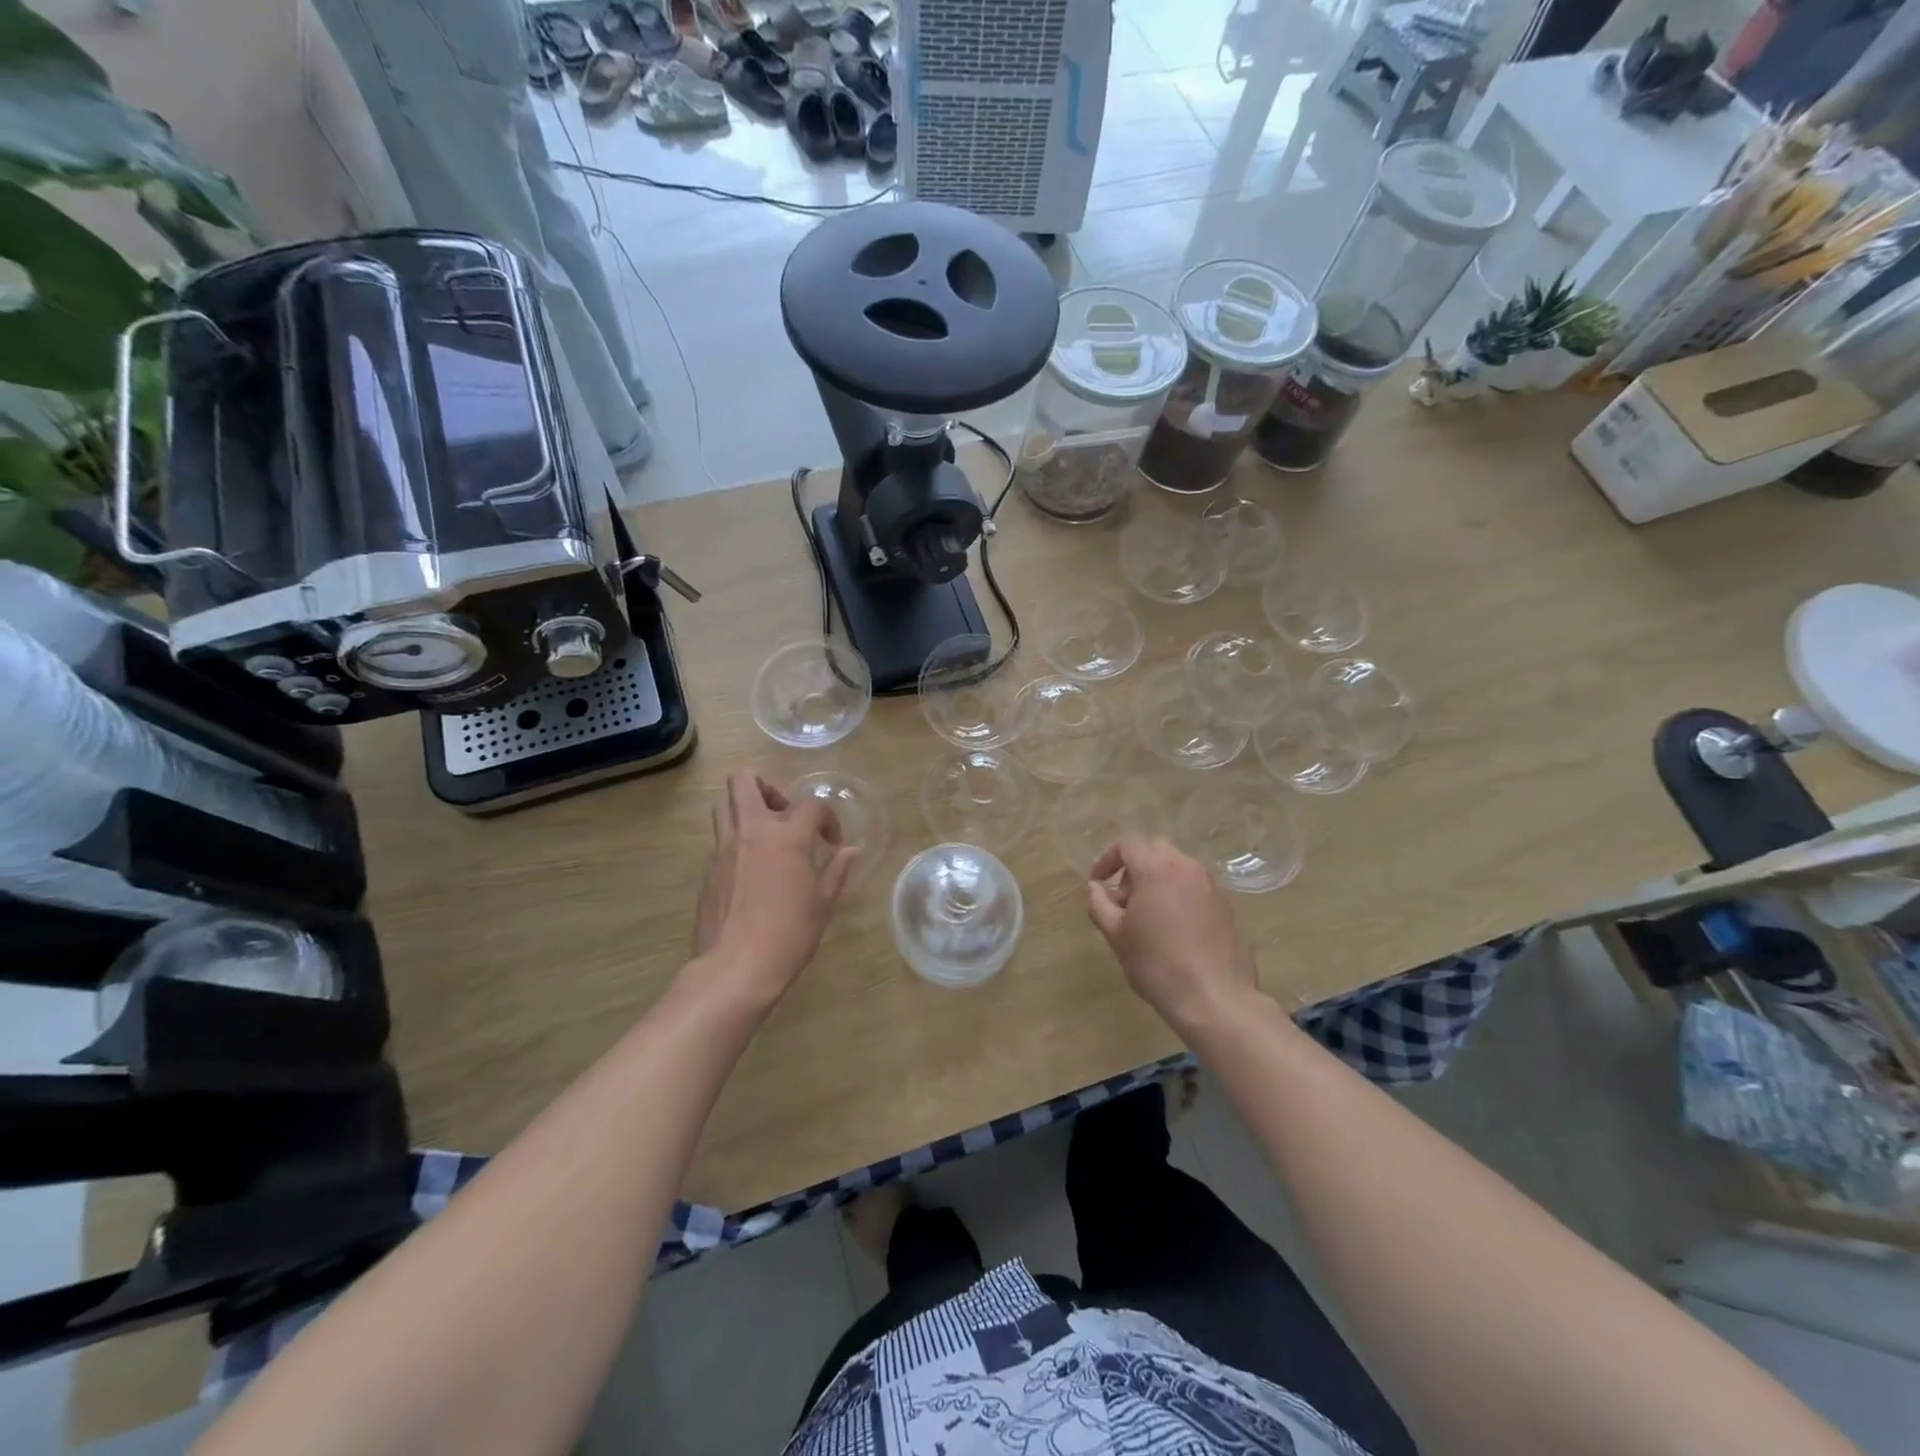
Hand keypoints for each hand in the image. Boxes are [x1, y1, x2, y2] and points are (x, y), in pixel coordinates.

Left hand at [690, 772, 857, 1011]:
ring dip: (744, 809)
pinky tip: (751, 874)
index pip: (810, 806)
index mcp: (786, 837)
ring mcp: (724, 850)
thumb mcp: (823, 903)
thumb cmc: (789, 934)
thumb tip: (850, 851)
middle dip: (765, 787)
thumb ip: (837, 871)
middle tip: (783, 812)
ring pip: (724, 807)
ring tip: (764, 836)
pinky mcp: (708, 871)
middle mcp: (751, 832)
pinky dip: (737, 844)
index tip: (832, 841)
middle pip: (744, 782)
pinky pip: (720, 841)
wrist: (736, 967)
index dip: (827, 818)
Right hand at [1086, 836, 1257, 1034]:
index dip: (1107, 859)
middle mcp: (1186, 867)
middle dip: (1134, 866)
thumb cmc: (1157, 963)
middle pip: (1155, 849)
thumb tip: (1096, 887)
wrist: (1214, 997)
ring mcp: (1210, 885)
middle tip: (1124, 899)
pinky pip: (1195, 886)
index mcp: (1156, 869)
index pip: (1128, 845)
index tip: (1097, 882)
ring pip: (1178, 866)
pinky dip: (1178, 894)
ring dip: (1158, 879)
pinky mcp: (1225, 905)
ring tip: (1148, 916)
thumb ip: (1100, 904)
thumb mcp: (1116, 935)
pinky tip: (1174, 928)